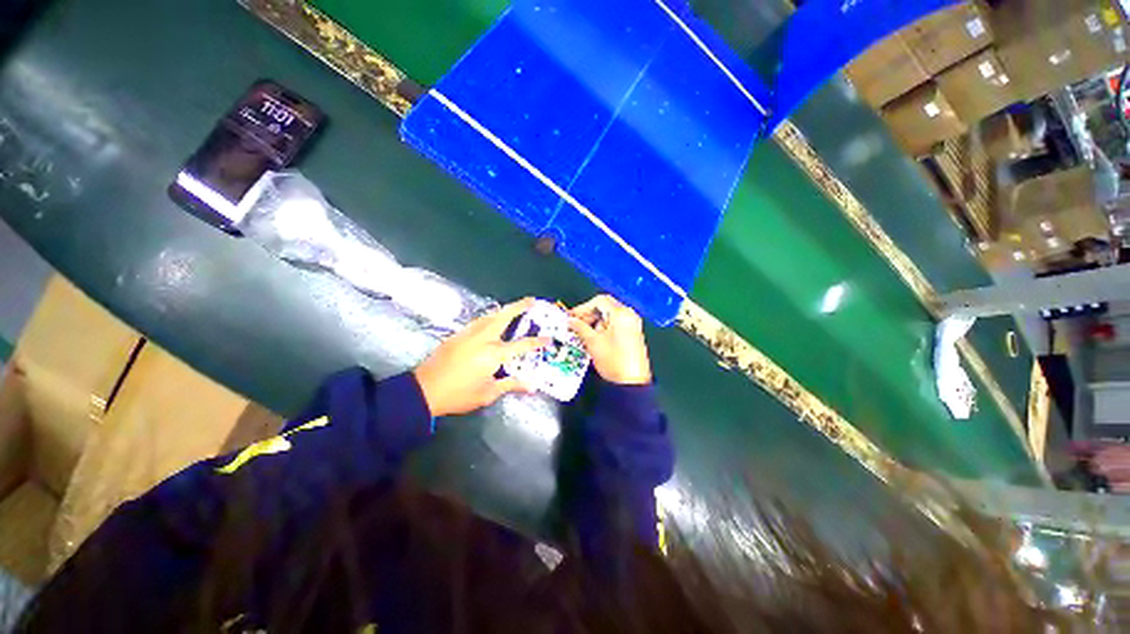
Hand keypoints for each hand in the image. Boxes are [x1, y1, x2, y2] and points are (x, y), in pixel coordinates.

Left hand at [414, 298, 549, 416]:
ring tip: (512, 309)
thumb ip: (511, 385)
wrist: (423, 391)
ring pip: (488, 316)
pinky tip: (490, 322)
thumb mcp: (488, 394)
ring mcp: (468, 335)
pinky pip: (477, 322)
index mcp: (493, 354)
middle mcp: (482, 339)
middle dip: (519, 306)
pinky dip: (488, 318)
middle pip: (503, 317)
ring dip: (503, 310)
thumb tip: (532, 386)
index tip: (548, 338)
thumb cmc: (459, 395)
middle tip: (531, 300)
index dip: (537, 342)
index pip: (521, 345)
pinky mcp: (456, 336)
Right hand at [568, 295, 651, 384]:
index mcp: (621, 313)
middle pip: (606, 306)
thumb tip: (570, 320)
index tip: (572, 317)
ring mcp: (633, 324)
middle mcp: (629, 315)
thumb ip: (580, 327)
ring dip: (596, 321)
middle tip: (576, 325)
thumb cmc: (613, 360)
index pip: (599, 301)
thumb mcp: (592, 342)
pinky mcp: (634, 334)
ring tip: (584, 334)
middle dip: (589, 314)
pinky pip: (616, 323)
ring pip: (610, 315)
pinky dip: (604, 327)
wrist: (632, 382)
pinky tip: (596, 338)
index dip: (583, 307)